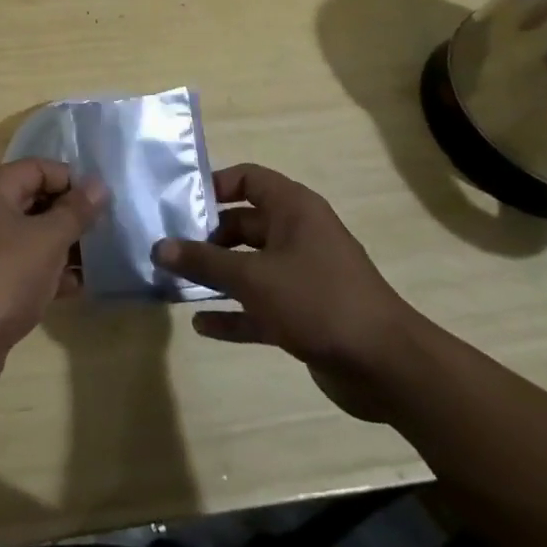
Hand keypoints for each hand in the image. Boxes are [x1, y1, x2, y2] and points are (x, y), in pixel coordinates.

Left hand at [0, 160, 105, 403]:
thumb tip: (98, 184)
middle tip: (106, 233)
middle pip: (33, 200)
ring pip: (29, 237)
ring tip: (98, 262)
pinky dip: (46, 273)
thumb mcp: (46, 240)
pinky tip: (75, 289)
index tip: (103, 203)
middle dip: (70, 216)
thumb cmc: (1, 278)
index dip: (72, 181)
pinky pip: (21, 267)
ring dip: (62, 247)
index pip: (38, 168)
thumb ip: (75, 211)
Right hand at [152, 165, 420, 420]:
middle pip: (243, 224)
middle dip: (206, 238)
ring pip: (249, 266)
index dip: (213, 186)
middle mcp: (298, 234)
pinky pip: (260, 305)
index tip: (179, 205)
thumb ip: (204, 261)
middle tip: (168, 250)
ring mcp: (303, 275)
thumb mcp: (252, 277)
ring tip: (176, 284)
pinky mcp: (305, 313)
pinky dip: (234, 312)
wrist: (387, 367)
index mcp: (294, 209)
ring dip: (217, 276)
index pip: (247, 179)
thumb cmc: (317, 301)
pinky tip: (203, 326)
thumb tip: (159, 247)